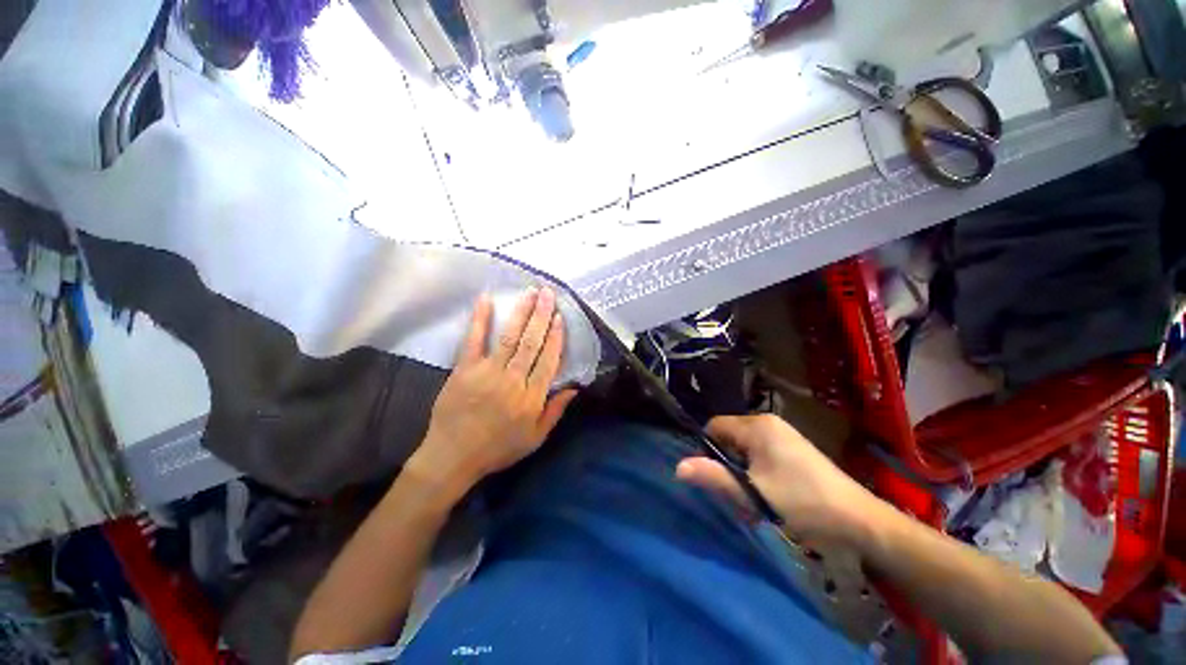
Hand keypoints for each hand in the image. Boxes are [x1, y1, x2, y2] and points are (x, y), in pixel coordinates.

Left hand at [411, 288, 578, 492]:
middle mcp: (513, 380)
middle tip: (549, 294)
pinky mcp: (464, 369)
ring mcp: (487, 372)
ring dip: (522, 313)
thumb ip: (555, 411)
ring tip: (531, 293)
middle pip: (532, 342)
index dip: (556, 337)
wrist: (453, 456)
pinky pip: (473, 340)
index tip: (560, 317)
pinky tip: (486, 300)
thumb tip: (575, 388)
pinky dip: (480, 319)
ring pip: (510, 336)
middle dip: (542, 316)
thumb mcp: (535, 439)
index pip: (548, 360)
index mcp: (531, 397)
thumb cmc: (498, 449)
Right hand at [676, 414, 883, 546]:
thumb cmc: (803, 503)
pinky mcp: (794, 449)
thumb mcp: (754, 493)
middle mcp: (768, 423)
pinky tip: (770, 497)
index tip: (713, 477)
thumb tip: (678, 467)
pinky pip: (761, 455)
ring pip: (745, 449)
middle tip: (736, 494)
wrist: (860, 520)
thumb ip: (715, 478)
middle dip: (727, 465)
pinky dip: (757, 474)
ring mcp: (783, 435)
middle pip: (729, 438)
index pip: (714, 427)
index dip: (707, 450)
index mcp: (757, 426)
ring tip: (754, 501)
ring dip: (743, 473)